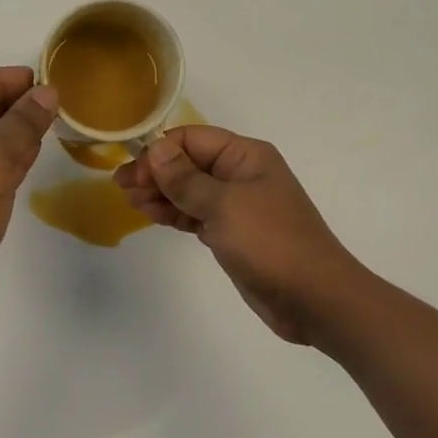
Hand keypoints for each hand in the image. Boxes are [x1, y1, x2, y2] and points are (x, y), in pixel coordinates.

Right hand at [114, 127, 359, 344]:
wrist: (314, 298)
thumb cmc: (270, 242)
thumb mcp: (223, 205)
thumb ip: (185, 178)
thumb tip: (155, 149)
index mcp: (246, 156)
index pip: (192, 139)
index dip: (160, 152)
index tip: (134, 174)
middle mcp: (241, 174)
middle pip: (189, 163)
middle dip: (156, 172)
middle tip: (122, 188)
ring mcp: (237, 205)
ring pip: (189, 190)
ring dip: (161, 193)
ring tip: (132, 202)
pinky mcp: (232, 233)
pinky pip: (196, 214)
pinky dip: (174, 213)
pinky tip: (152, 216)